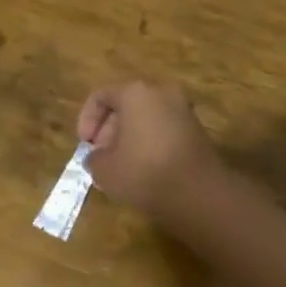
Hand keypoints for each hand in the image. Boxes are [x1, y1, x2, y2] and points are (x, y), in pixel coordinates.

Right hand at [77, 81, 219, 221]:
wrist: (200, 195)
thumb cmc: (145, 172)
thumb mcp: (105, 169)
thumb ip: (94, 158)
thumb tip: (99, 157)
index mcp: (135, 92)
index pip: (101, 96)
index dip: (86, 119)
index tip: (85, 145)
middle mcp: (161, 92)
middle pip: (125, 105)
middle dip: (109, 131)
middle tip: (102, 158)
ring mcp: (183, 110)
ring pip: (146, 118)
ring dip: (129, 139)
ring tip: (121, 168)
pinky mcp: (197, 130)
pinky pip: (163, 130)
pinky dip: (150, 144)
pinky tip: (144, 171)